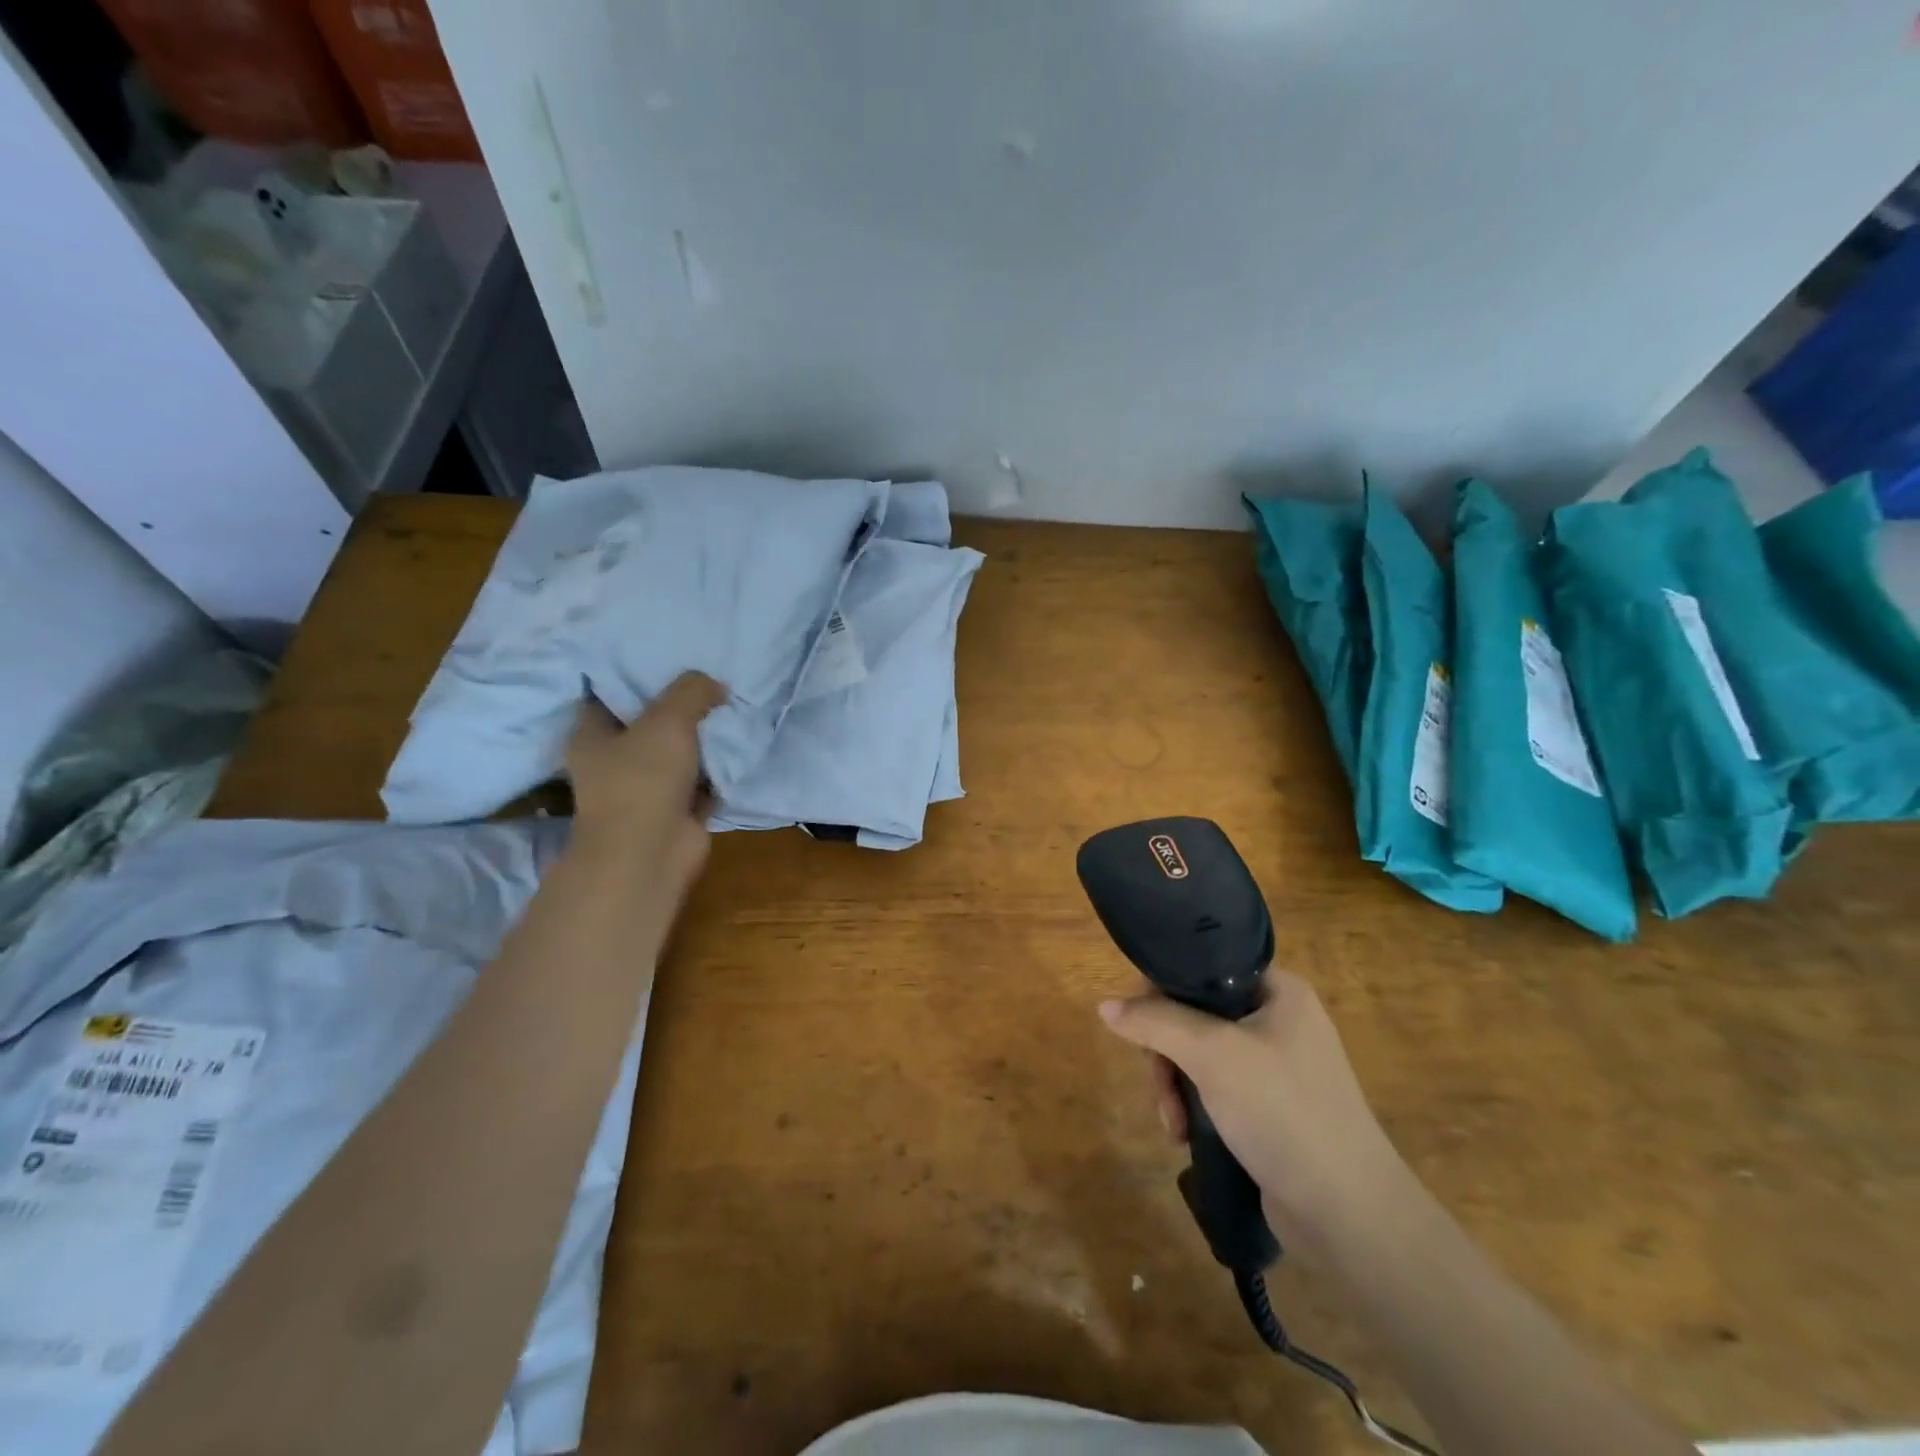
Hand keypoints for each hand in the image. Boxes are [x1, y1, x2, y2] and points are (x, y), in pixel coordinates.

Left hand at [564, 672, 727, 896]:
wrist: (651, 853)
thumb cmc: (643, 779)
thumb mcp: (668, 719)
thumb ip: (692, 691)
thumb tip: (715, 684)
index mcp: (591, 735)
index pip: (606, 693)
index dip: (633, 673)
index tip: (665, 656)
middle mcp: (613, 760)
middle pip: (649, 722)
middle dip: (679, 705)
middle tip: (710, 679)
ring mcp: (645, 788)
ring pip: (678, 751)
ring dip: (703, 737)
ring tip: (731, 706)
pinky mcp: (675, 809)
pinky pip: (701, 779)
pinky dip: (718, 768)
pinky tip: (739, 745)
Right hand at [1099, 971, 1406, 1243]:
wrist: (1348, 1214)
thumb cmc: (1283, 1111)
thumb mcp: (1212, 1055)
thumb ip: (1156, 1022)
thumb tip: (1105, 1006)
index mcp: (1278, 991)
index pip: (1204, 966)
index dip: (1163, 987)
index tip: (1139, 1022)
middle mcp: (1277, 1020)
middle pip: (1194, 1013)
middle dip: (1166, 1052)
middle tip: (1160, 1086)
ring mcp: (1275, 1067)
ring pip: (1198, 1054)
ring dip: (1174, 1085)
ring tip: (1172, 1123)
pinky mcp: (1268, 1108)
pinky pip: (1214, 1088)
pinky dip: (1193, 1106)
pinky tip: (1184, 1135)